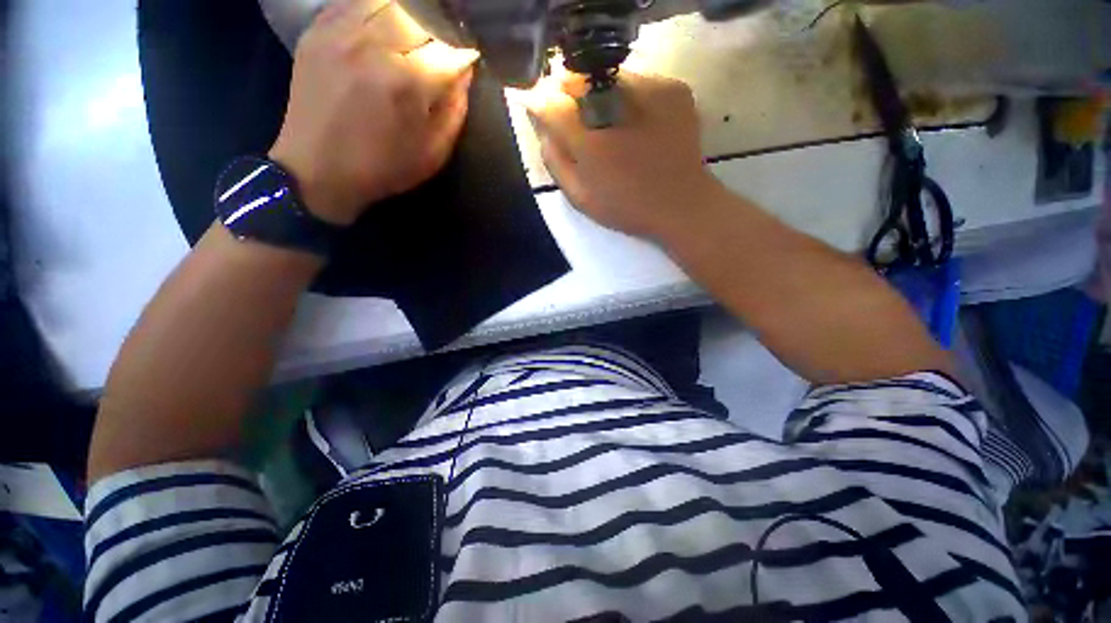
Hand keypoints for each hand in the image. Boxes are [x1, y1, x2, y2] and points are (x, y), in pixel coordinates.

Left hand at [269, 0, 477, 225]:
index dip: (466, 55)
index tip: (470, 61)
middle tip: (442, 49)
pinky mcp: (317, 30)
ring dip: (410, 16)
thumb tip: (465, 73)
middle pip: (421, 16)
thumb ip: (454, 111)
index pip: (450, 51)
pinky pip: (354, 1)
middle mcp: (374, 45)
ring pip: (389, 2)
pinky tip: (384, 25)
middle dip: (439, 33)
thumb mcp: (433, 153)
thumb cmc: (383, 168)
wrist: (318, 170)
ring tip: (415, 36)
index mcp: (407, 82)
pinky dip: (376, 10)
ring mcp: (341, 32)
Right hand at [525, 73, 720, 238]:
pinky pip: (637, 80)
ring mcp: (651, 90)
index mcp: (590, 139)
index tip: (543, 112)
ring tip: (609, 124)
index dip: (541, 104)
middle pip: (578, 77)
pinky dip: (628, 96)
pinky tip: (635, 123)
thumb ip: (555, 160)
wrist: (682, 204)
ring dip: (599, 93)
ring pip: (608, 75)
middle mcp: (617, 104)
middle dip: (569, 95)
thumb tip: (543, 127)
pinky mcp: (673, 88)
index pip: (549, 101)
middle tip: (577, 120)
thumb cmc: (626, 206)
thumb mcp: (580, 196)